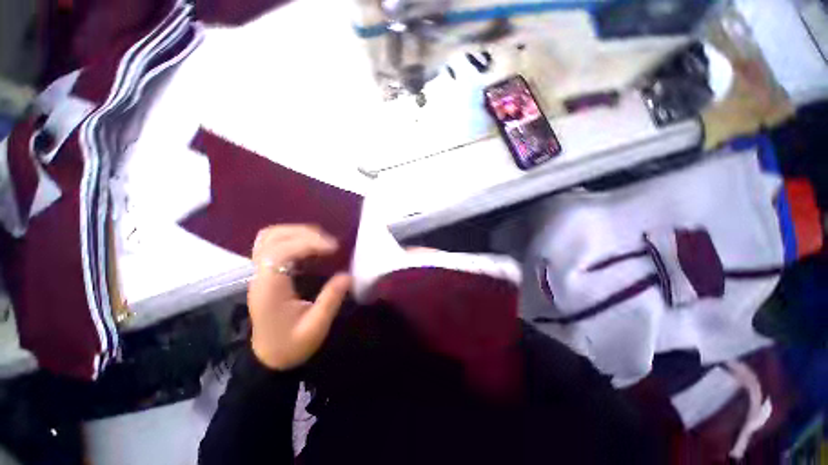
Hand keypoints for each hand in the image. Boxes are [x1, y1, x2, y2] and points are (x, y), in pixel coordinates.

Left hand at [248, 225, 351, 370]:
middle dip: (303, 233)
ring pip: (269, 237)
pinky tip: (310, 246)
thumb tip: (348, 275)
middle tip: (329, 243)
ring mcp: (260, 273)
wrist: (268, 359)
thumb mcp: (316, 328)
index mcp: (270, 289)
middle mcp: (260, 276)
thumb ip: (331, 300)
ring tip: (320, 241)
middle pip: (271, 238)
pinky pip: (273, 244)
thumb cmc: (290, 346)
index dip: (308, 243)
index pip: (280, 252)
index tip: (333, 248)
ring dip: (296, 232)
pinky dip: (292, 238)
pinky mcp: (265, 274)